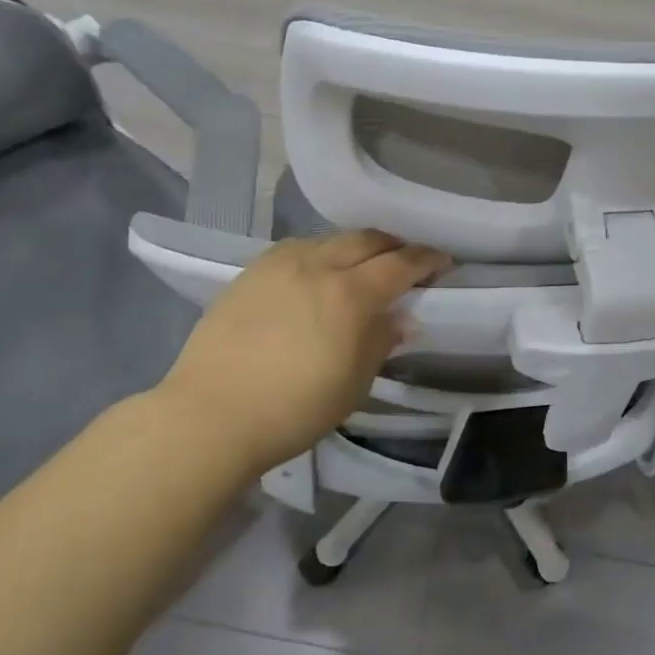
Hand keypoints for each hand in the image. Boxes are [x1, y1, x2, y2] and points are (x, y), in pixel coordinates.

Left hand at [155, 230, 451, 474]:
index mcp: (350, 294)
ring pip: (329, 239)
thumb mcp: (353, 384)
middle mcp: (317, 266)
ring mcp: (279, 264)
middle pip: (366, 240)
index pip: (400, 264)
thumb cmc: (294, 409)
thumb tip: (402, 318)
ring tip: (362, 266)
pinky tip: (317, 273)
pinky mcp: (250, 272)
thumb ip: (381, 341)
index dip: (427, 260)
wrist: (210, 415)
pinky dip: (320, 254)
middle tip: (406, 261)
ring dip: (355, 247)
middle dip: (393, 245)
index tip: (443, 262)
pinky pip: (297, 249)